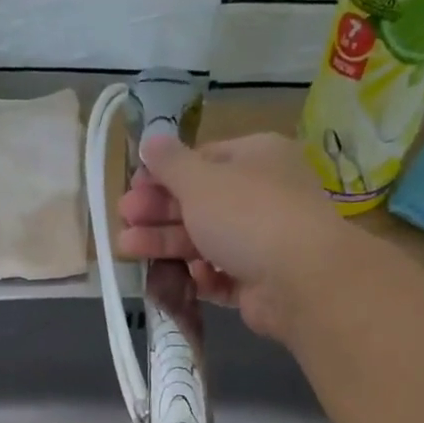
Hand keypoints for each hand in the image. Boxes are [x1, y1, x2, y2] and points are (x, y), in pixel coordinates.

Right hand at [118, 132, 351, 342]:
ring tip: (127, 250)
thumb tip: (151, 140)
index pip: (204, 159)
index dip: (165, 174)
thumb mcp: (200, 181)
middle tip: (124, 219)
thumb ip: (170, 163)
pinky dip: (201, 276)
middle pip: (200, 203)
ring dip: (166, 244)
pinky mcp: (258, 282)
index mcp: (256, 158)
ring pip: (206, 240)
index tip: (133, 187)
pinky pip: (222, 276)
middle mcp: (262, 196)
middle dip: (159, 212)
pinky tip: (181, 277)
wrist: (300, 280)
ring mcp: (262, 242)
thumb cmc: (247, 216)